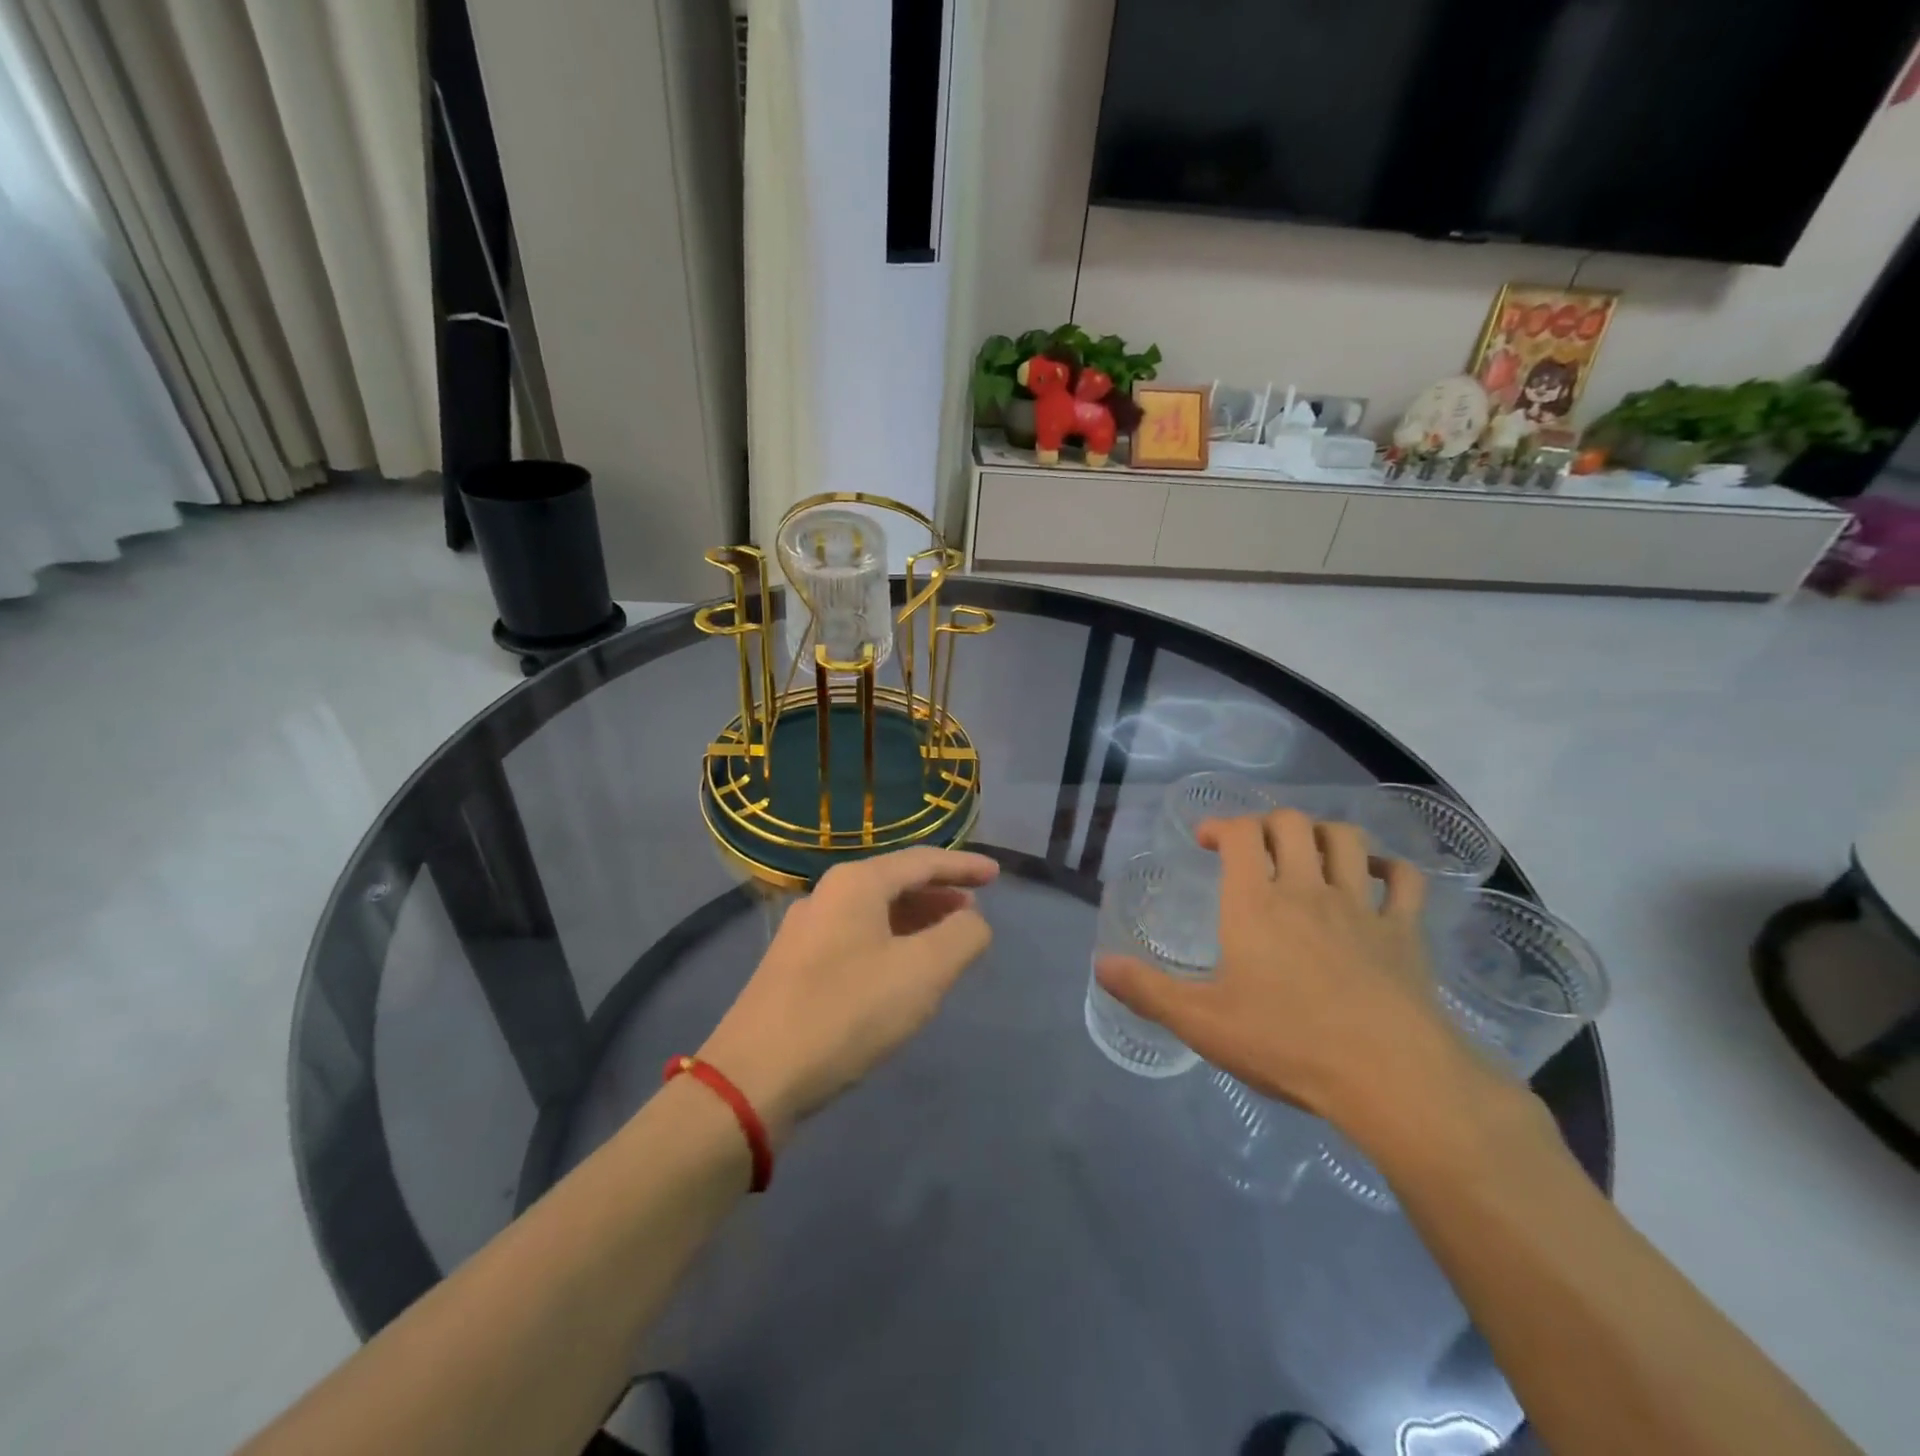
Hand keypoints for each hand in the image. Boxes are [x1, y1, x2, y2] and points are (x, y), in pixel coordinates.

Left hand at [699, 847, 998, 1144]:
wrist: (753, 1078)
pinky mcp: (793, 967)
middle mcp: (826, 895)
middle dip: (937, 894)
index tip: (996, 874)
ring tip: (944, 940)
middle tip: (973, 910)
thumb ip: (961, 937)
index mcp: (856, 883)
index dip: (963, 866)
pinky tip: (899, 972)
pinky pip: (855, 938)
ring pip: (873, 913)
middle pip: (894, 882)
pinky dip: (889, 942)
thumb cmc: (846, 1013)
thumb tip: (973, 921)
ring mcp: (804, 931)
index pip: (922, 861)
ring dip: (914, 921)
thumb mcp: (922, 973)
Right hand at [1096, 810, 1488, 1133]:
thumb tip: (1100, 963)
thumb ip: (1147, 990)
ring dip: (1323, 832)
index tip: (1207, 839)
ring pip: (1345, 839)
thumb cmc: (1286, 1043)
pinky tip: (1375, 876)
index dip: (1221, 824)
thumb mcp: (1202, 1023)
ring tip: (1308, 851)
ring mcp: (1360, 907)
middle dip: (1268, 823)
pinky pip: (1405, 880)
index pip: (1240, 834)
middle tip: (1254, 847)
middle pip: (1291, 824)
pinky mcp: (1405, 933)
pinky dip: (1388, 867)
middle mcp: (1306, 889)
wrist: (1389, 1076)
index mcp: (1255, 904)